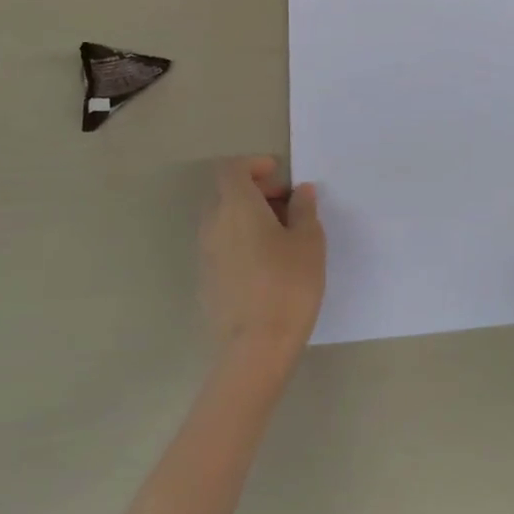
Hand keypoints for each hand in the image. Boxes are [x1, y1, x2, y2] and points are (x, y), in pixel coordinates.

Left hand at [199, 157, 325, 375]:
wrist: (256, 347)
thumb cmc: (288, 284)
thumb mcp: (309, 241)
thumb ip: (304, 209)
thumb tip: (300, 192)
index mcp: (236, 206)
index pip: (232, 168)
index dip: (255, 165)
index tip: (280, 176)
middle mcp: (213, 224)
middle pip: (226, 192)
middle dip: (255, 191)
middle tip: (287, 205)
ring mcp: (205, 253)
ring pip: (223, 219)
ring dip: (248, 216)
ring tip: (282, 236)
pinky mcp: (206, 279)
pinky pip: (222, 245)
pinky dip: (241, 240)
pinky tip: (267, 264)